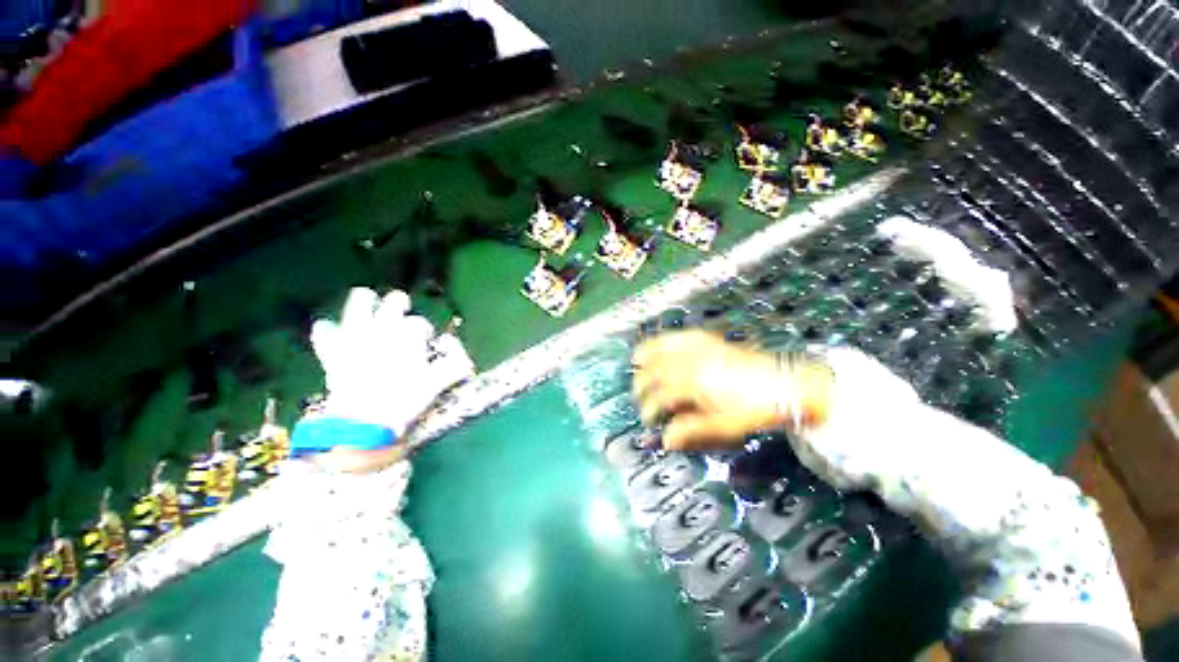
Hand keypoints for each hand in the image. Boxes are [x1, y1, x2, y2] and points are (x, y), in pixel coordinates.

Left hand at [310, 287, 473, 435]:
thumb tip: (468, 363)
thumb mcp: (433, 386)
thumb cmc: (403, 403)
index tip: (425, 339)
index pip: (419, 323)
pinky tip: (331, 331)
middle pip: (394, 301)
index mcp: (408, 338)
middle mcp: (384, 330)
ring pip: (360, 303)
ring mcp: (356, 337)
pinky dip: (328, 330)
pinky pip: (325, 330)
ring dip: (366, 302)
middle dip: (399, 303)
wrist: (363, 423)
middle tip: (402, 310)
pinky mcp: (335, 350)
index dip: (424, 330)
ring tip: (369, 305)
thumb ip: (452, 370)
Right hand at [632, 330, 830, 449]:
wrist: (785, 385)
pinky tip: (662, 341)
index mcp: (696, 383)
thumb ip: (692, 430)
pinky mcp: (710, 341)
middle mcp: (694, 361)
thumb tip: (666, 439)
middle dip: (642, 380)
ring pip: (666, 346)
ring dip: (648, 352)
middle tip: (637, 394)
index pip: (662, 392)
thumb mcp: (725, 426)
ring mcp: (702, 348)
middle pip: (658, 367)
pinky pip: (682, 336)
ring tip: (636, 358)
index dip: (650, 406)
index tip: (647, 419)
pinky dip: (667, 338)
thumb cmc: (755, 409)